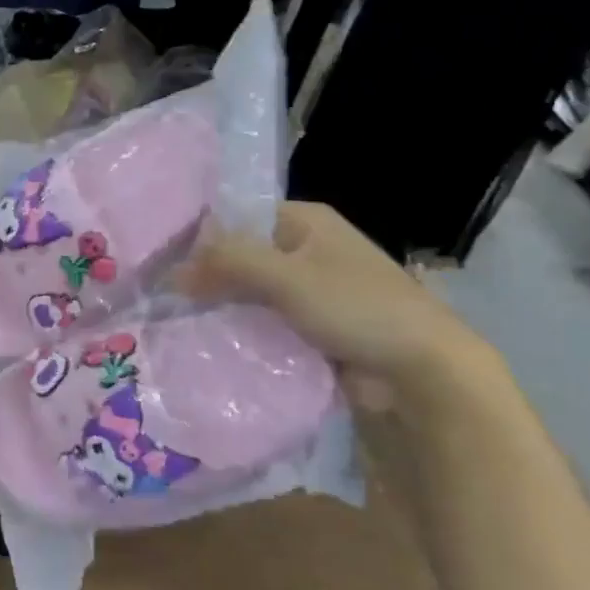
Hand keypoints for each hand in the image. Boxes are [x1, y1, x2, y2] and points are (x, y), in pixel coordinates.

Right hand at [175, 202, 508, 420]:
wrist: (424, 373)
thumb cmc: (357, 307)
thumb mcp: (286, 276)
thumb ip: (228, 263)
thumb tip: (173, 270)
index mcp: (306, 221)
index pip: (239, 216)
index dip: (203, 236)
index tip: (165, 261)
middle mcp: (308, 248)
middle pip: (244, 255)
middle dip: (211, 276)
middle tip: (167, 296)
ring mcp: (313, 289)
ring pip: (253, 291)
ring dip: (226, 306)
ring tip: (181, 320)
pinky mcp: (316, 327)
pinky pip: (269, 320)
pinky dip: (247, 328)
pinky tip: (215, 340)